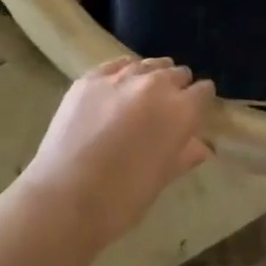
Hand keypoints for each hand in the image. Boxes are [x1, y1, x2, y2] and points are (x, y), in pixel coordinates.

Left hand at [20, 57, 215, 249]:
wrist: (62, 200)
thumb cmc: (121, 200)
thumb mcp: (161, 180)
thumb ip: (185, 154)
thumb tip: (204, 146)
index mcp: (180, 111)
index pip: (204, 91)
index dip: (199, 103)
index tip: (192, 116)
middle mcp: (156, 84)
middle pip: (178, 72)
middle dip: (176, 89)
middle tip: (164, 112)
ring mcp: (121, 76)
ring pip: (149, 64)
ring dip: (150, 78)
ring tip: (139, 100)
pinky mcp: (91, 77)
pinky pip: (117, 65)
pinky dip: (122, 75)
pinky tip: (114, 93)